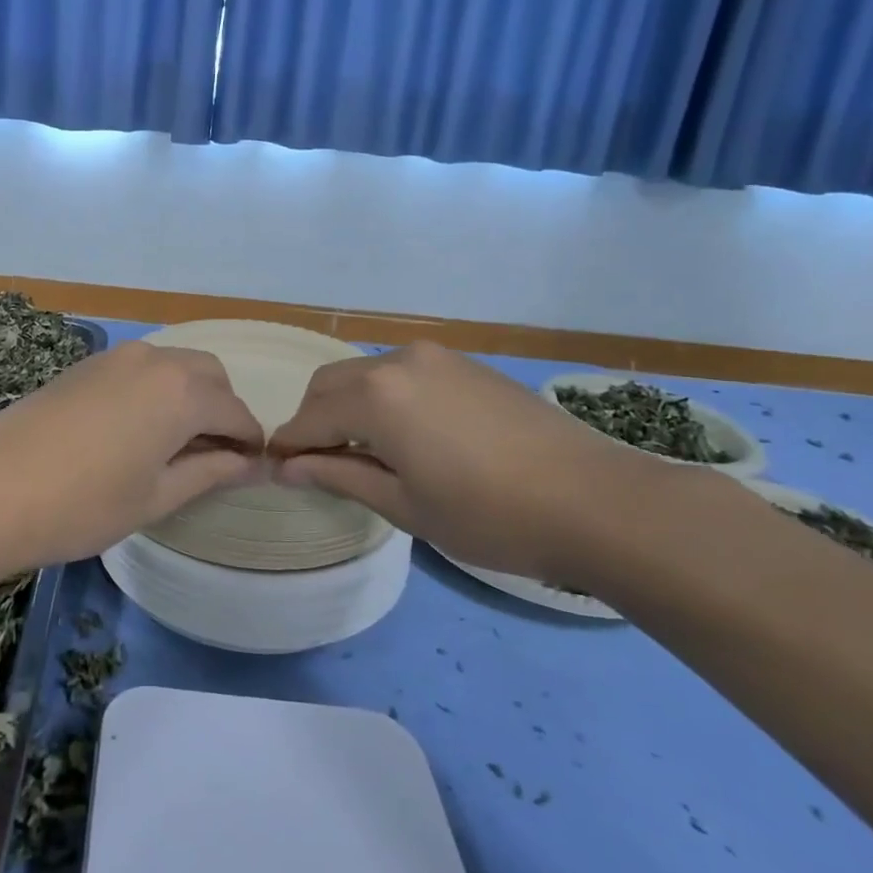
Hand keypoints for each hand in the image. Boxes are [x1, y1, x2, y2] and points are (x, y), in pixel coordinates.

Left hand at [0, 341, 264, 570]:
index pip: (236, 411)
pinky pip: (140, 368)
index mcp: (181, 392)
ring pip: (174, 365)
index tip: (253, 467)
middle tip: (214, 455)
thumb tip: (250, 463)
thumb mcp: (156, 497)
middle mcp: (154, 360)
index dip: (250, 440)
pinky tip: (137, 427)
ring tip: (175, 444)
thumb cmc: (83, 504)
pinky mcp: (86, 364)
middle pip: (209, 375)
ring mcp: (115, 357)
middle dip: (222, 409)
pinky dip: (156, 389)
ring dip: (189, 395)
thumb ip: (209, 472)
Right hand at [269, 343, 669, 582]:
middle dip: (315, 420)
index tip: (275, 469)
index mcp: (376, 396)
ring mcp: (435, 357)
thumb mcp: (405, 505)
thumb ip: (340, 476)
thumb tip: (288, 467)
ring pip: (366, 375)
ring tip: (362, 452)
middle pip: (331, 385)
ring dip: (349, 407)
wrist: (597, 500)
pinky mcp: (465, 364)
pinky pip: (402, 374)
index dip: (289, 445)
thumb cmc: (489, 515)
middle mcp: (397, 361)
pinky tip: (404, 435)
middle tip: (318, 464)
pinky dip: (384, 398)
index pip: (310, 418)